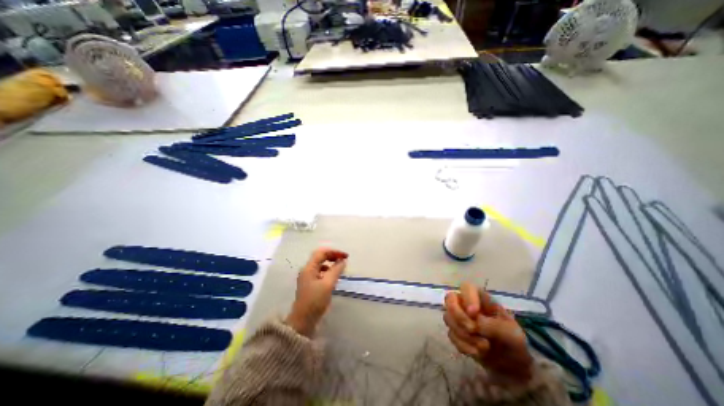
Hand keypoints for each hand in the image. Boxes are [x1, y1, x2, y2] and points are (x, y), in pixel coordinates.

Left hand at [285, 248, 347, 336]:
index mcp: (309, 268)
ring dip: (331, 263)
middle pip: (320, 257)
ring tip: (340, 268)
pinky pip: (320, 272)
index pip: (322, 252)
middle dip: (332, 256)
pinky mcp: (310, 284)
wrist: (302, 322)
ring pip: (320, 265)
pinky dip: (328, 271)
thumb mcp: (328, 284)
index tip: (346, 256)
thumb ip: (336, 270)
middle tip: (344, 260)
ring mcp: (307, 277)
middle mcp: (307, 270)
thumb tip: (343, 261)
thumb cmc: (315, 301)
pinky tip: (334, 277)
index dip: (334, 252)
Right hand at [442, 284, 530, 380]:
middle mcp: (465, 304)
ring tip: (483, 347)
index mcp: (480, 297)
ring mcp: (459, 318)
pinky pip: (451, 335)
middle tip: (472, 329)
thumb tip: (475, 321)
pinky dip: (463, 346)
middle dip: (459, 316)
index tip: (474, 314)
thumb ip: (493, 326)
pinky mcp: (456, 332)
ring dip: (464, 334)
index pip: (466, 287)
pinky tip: (476, 353)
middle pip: (449, 299)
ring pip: (448, 318)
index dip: (467, 298)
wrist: (513, 366)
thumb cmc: (513, 341)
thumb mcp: (511, 333)